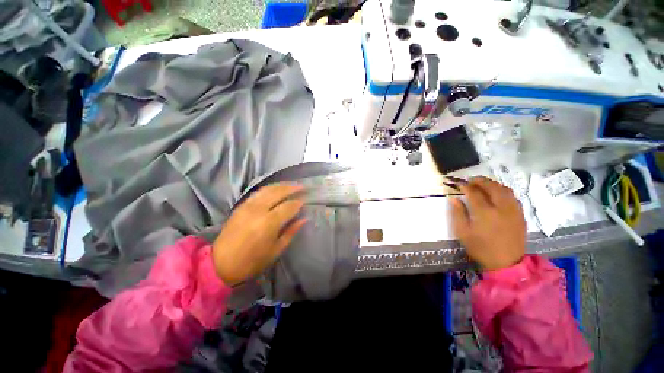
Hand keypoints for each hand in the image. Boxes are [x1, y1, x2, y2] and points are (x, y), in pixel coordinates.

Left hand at [212, 185, 305, 285]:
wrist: (220, 264)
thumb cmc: (252, 261)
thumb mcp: (276, 250)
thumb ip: (290, 232)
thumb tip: (303, 219)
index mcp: (269, 223)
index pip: (288, 206)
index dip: (298, 202)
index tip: (305, 201)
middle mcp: (258, 210)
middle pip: (278, 192)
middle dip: (292, 188)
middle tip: (302, 186)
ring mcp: (248, 206)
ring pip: (268, 189)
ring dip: (281, 185)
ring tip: (291, 185)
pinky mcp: (241, 206)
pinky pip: (258, 192)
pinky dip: (269, 188)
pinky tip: (276, 189)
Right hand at [450, 176, 525, 270]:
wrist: (507, 262)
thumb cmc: (481, 248)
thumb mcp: (463, 233)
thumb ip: (458, 213)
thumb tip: (454, 198)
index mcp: (484, 213)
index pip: (473, 192)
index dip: (464, 186)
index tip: (457, 183)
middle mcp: (501, 207)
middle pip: (491, 186)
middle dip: (479, 180)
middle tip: (470, 180)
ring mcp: (513, 210)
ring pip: (504, 189)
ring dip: (492, 184)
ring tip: (482, 185)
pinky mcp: (520, 214)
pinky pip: (512, 196)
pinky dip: (502, 190)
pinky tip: (496, 194)